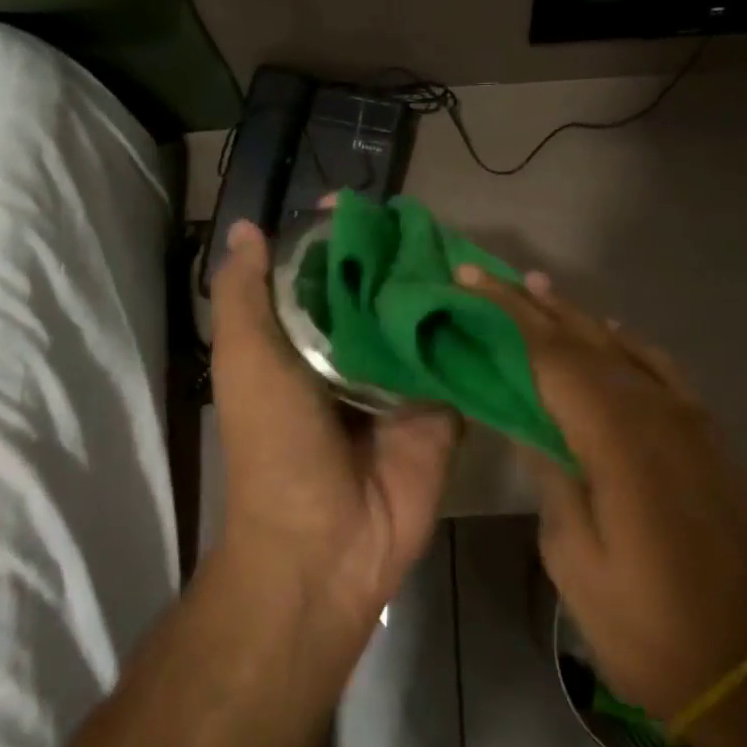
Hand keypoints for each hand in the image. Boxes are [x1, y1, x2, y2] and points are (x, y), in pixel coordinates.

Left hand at [209, 219, 459, 622]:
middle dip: (400, 258)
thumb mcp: (246, 361)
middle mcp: (355, 355)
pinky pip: (462, 363)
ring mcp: (402, 382)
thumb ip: (244, 297)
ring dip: (443, 290)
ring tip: (471, 244)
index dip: (338, 239)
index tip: (359, 203)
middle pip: (382, 293)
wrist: (325, 543)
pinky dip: (476, 334)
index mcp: (305, 342)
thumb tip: (244, 228)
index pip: (325, 276)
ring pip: (425, 322)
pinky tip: (502, 296)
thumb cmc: (276, 445)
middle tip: (430, 218)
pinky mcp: (443, 410)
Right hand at [458, 267, 746, 721]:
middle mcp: (659, 413)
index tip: (469, 281)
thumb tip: (528, 421)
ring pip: (623, 348)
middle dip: (534, 306)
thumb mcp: (573, 555)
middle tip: (489, 275)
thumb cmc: (643, 623)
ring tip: (537, 290)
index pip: (552, 357)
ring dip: (577, 317)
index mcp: (619, 440)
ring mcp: (691, 421)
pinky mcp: (707, 436)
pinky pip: (660, 370)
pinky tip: (608, 336)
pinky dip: (626, 344)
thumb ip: (551, 473)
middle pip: (586, 341)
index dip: (507, 316)